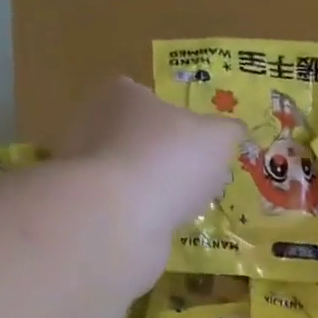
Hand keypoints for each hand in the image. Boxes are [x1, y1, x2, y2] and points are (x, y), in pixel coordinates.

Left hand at [66, 74, 243, 230]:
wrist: (119, 215)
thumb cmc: (170, 159)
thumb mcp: (218, 139)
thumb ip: (229, 131)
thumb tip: (236, 131)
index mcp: (122, 94)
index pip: (143, 95)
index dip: (170, 115)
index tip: (192, 138)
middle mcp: (92, 122)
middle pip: (133, 133)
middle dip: (159, 152)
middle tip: (191, 173)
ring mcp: (82, 165)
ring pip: (124, 170)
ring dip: (149, 185)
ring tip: (180, 204)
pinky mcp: (83, 204)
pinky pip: (117, 203)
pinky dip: (138, 212)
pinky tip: (159, 223)